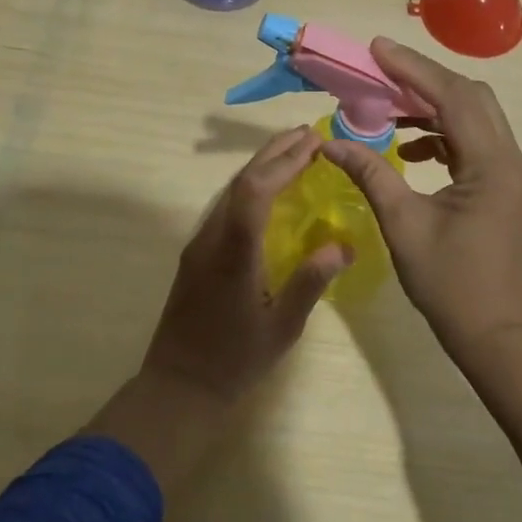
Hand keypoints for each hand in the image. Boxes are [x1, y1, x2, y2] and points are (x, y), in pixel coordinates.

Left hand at [139, 125, 352, 406]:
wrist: (177, 387)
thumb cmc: (234, 361)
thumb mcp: (282, 328)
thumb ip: (310, 283)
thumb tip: (345, 246)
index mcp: (234, 252)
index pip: (256, 190)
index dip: (284, 162)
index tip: (313, 144)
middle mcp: (212, 238)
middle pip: (241, 181)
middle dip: (274, 153)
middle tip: (307, 134)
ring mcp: (200, 243)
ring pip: (230, 190)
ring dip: (261, 166)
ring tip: (293, 152)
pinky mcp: (196, 253)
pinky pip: (225, 206)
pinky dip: (250, 186)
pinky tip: (268, 189)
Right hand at [320, 39, 521, 357]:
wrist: (496, 335)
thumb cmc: (449, 284)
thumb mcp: (403, 224)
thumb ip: (370, 174)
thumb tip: (330, 142)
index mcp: (491, 164)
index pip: (452, 96)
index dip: (412, 69)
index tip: (376, 49)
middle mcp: (509, 158)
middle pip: (471, 96)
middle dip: (424, 79)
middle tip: (381, 71)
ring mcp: (511, 173)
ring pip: (474, 117)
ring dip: (433, 106)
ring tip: (388, 107)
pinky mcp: (504, 186)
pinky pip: (474, 142)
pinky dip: (442, 134)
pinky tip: (410, 148)